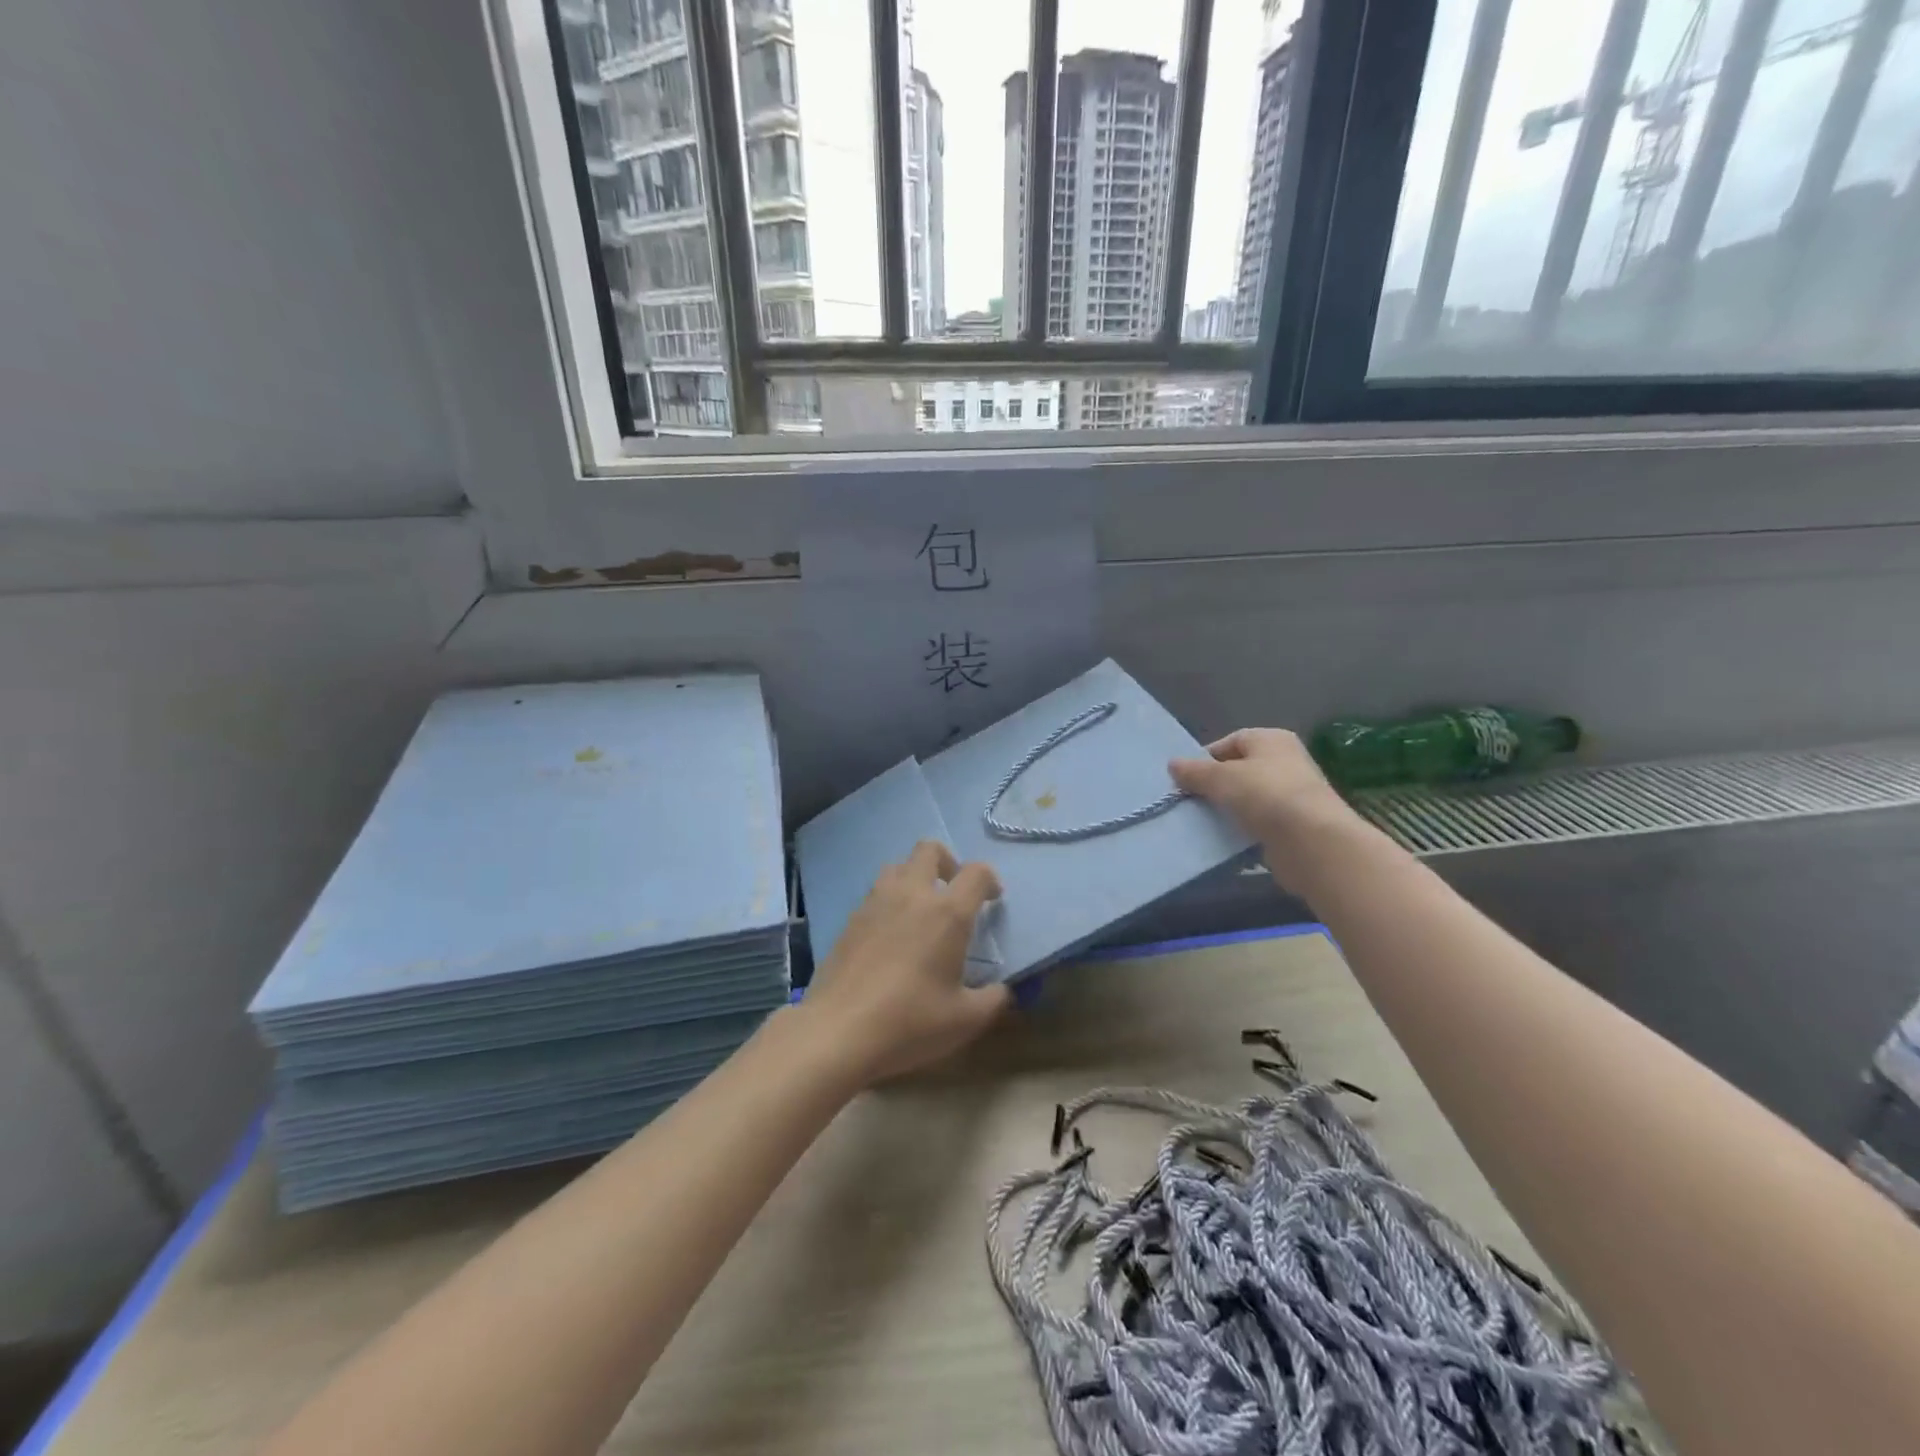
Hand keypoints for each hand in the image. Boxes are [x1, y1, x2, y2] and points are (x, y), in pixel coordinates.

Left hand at [800, 841, 1008, 1085]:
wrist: (838, 1031)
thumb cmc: (910, 1022)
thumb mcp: (966, 1020)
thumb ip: (993, 998)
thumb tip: (1003, 989)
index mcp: (947, 912)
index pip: (976, 872)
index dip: (990, 880)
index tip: (992, 900)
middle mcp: (912, 895)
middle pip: (929, 850)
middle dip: (948, 863)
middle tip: (953, 893)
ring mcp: (876, 903)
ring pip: (898, 866)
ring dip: (915, 878)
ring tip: (921, 912)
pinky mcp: (850, 919)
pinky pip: (875, 893)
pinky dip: (890, 901)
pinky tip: (891, 936)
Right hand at [1169, 728, 1365, 892]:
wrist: (1311, 841)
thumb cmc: (1265, 795)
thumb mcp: (1220, 778)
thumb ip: (1195, 771)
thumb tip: (1173, 764)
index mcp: (1272, 740)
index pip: (1232, 742)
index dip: (1206, 758)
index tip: (1186, 779)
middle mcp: (1286, 761)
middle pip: (1240, 769)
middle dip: (1215, 784)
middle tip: (1192, 800)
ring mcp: (1293, 794)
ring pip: (1249, 798)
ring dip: (1228, 808)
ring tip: (1205, 821)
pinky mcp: (1294, 825)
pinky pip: (1260, 822)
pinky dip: (1243, 828)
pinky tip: (1227, 838)